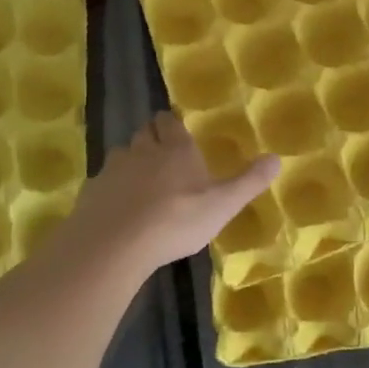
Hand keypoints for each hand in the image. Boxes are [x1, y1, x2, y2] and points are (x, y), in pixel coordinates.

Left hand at [69, 112, 279, 274]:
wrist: (115, 245)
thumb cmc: (176, 220)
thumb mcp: (223, 205)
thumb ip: (249, 182)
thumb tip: (277, 158)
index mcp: (176, 150)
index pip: (171, 122)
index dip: (172, 122)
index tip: (174, 124)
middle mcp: (143, 151)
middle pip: (145, 133)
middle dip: (152, 136)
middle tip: (161, 148)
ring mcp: (113, 170)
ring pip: (122, 154)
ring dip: (130, 159)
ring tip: (139, 178)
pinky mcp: (92, 193)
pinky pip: (103, 181)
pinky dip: (111, 187)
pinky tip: (117, 206)